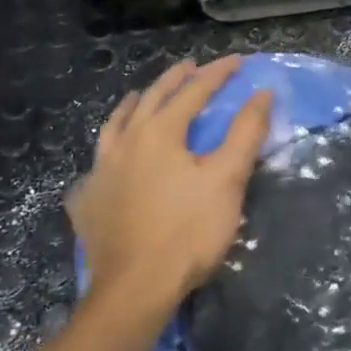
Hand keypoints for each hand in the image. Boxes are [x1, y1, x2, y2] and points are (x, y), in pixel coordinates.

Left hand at [66, 57, 272, 321]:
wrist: (135, 289)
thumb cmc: (188, 231)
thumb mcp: (227, 179)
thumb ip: (246, 132)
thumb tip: (262, 93)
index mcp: (160, 132)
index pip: (194, 91)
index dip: (218, 73)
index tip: (238, 61)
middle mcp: (125, 142)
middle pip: (150, 98)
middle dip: (174, 80)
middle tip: (190, 67)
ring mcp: (100, 170)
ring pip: (115, 125)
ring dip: (133, 105)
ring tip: (139, 97)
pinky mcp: (87, 200)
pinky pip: (96, 162)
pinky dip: (108, 149)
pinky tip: (109, 158)